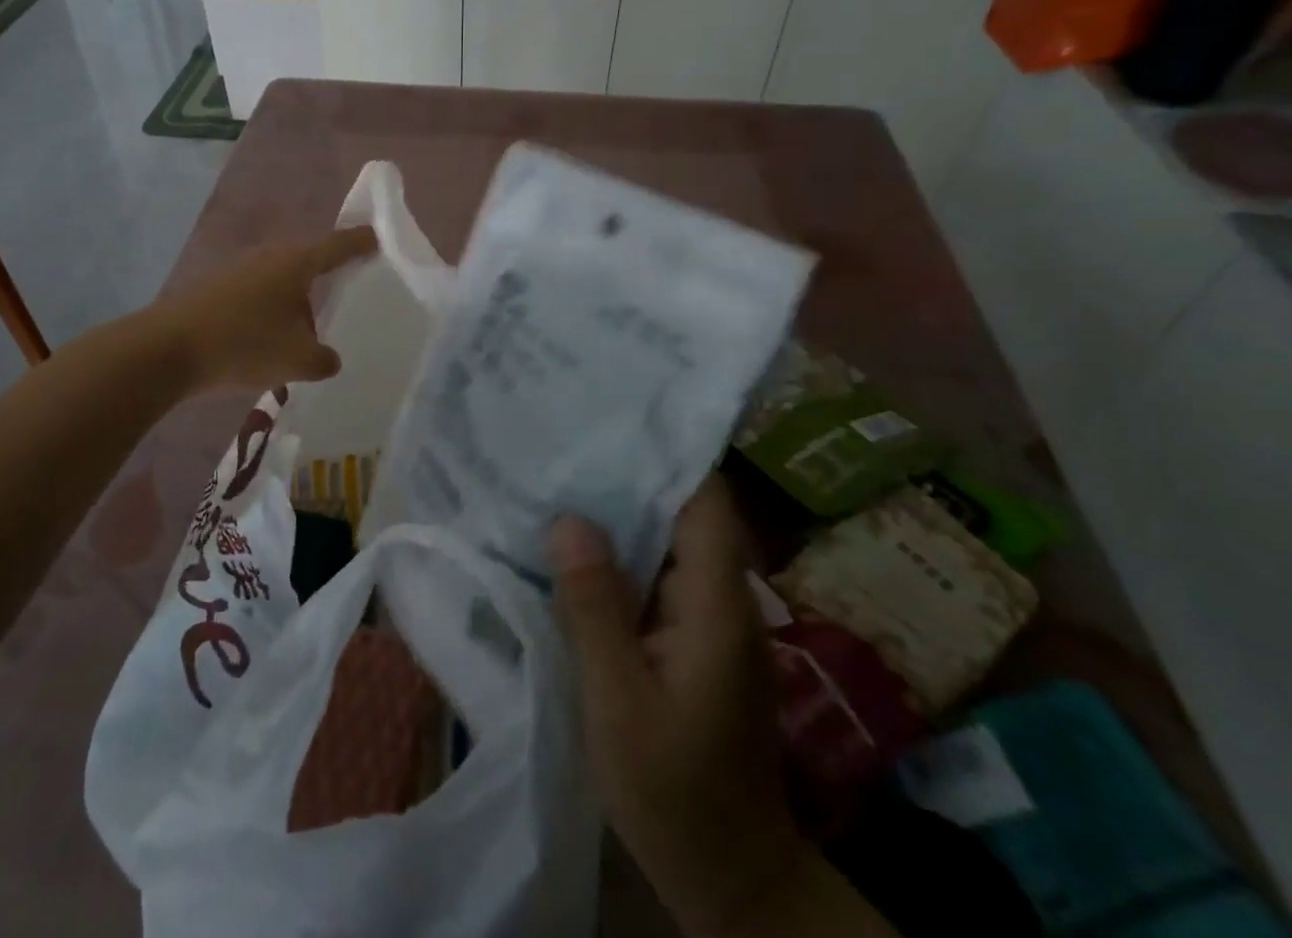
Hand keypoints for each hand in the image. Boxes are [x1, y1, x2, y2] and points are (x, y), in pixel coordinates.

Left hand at [152, 226, 376, 390]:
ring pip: (280, 281)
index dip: (361, 242)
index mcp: (296, 262)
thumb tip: (328, 358)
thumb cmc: (243, 344)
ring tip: (307, 330)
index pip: (339, 245)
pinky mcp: (216, 287)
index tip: (378, 237)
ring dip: (295, 301)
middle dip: (327, 276)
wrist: (166, 350)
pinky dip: (270, 311)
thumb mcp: (297, 360)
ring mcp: (238, 269)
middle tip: (347, 292)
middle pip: (308, 261)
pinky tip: (268, 340)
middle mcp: (269, 256)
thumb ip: (323, 359)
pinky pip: (257, 294)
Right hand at [549, 477, 810, 934]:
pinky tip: (574, 545)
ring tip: (560, 474)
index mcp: (715, 601)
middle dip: (629, 472)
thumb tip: (568, 520)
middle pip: (682, 510)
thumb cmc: (674, 789)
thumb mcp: (618, 700)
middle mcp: (720, 596)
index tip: (616, 414)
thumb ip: (594, 607)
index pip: (705, 499)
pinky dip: (619, 554)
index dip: (667, 451)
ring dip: (619, 512)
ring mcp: (708, 618)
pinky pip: (655, 575)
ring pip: (665, 542)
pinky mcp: (691, 638)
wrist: (731, 876)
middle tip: (568, 435)